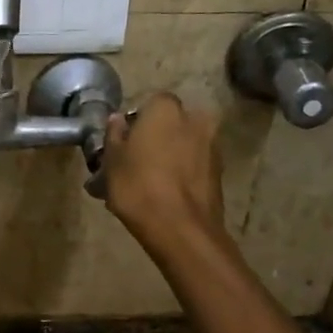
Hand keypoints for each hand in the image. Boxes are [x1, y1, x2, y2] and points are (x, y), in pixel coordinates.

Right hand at [102, 92, 225, 250]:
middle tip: (136, 163)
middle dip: (156, 138)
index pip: (149, 104)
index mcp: (166, 109)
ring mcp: (212, 145)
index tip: (124, 143)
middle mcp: (195, 118)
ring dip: (170, 157)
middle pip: (170, 124)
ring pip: (184, 145)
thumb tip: (118, 119)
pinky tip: (166, 194)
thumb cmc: (138, 186)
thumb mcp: (112, 160)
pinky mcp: (220, 172)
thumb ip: (114, 135)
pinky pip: (194, 165)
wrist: (180, 228)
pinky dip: (182, 173)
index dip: (136, 122)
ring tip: (149, 183)